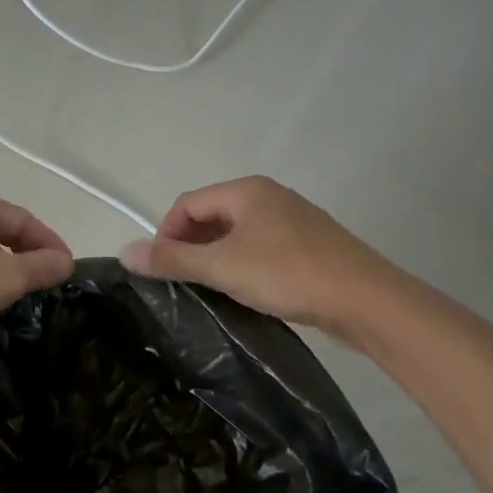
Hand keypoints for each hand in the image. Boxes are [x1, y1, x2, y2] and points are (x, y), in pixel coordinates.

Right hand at [120, 176, 388, 337]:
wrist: (368, 302)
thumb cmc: (288, 274)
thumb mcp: (222, 267)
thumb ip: (172, 259)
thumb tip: (124, 251)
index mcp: (246, 190)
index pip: (187, 203)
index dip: (166, 233)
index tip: (161, 269)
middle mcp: (269, 196)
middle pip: (212, 216)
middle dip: (190, 246)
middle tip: (182, 282)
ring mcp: (293, 220)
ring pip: (237, 234)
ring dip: (216, 258)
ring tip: (211, 290)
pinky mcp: (310, 246)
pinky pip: (261, 248)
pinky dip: (243, 265)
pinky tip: (246, 292)